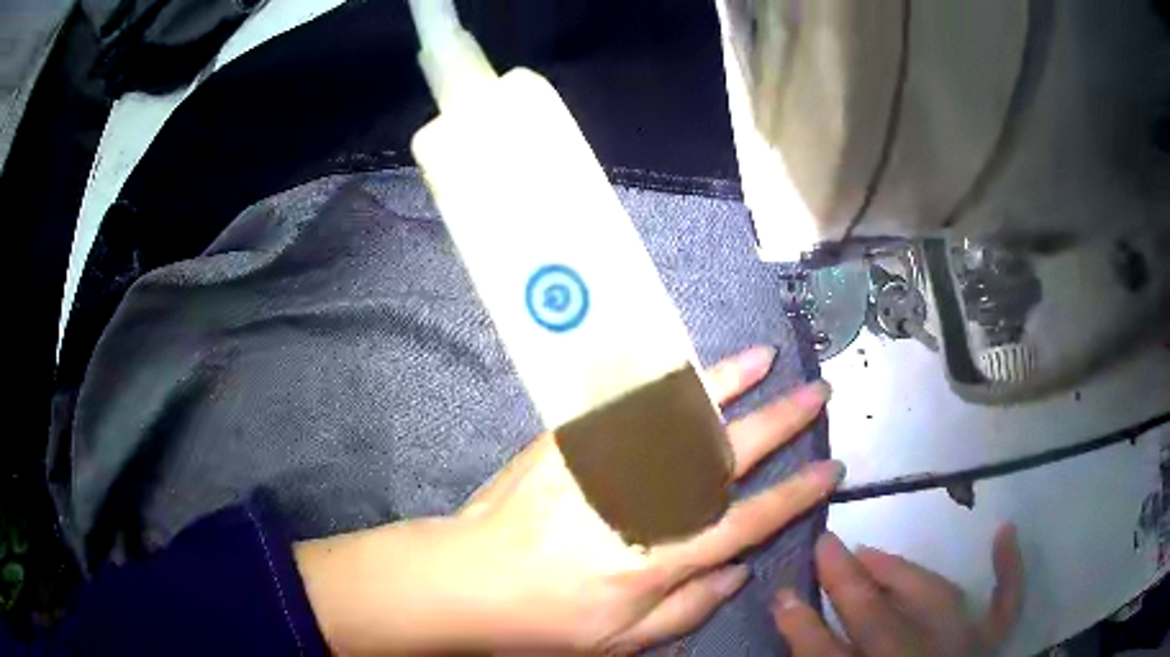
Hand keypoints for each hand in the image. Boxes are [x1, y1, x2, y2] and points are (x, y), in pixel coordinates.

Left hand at [294, 347, 840, 653]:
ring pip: (678, 417)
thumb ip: (691, 606)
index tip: (830, 470)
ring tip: (764, 358)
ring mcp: (605, 466)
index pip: (750, 519)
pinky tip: (687, 366)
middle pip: (728, 455)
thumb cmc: (547, 621)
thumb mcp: (625, 640)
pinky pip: (624, 407)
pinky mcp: (570, 444)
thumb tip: (741, 570)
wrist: (469, 579)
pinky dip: (661, 383)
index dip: (796, 495)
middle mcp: (643, 504)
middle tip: (816, 394)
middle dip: (782, 422)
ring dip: (728, 384)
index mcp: (663, 558)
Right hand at [773, 525, 1024, 656]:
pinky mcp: (990, 644)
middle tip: (826, 544)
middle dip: (848, 582)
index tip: (781, 592)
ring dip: (903, 573)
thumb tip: (791, 620)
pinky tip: (1004, 532)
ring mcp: (961, 648)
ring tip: (871, 552)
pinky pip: (1005, 605)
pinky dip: (1008, 570)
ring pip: (935, 601)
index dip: (802, 626)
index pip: (827, 656)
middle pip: (879, 620)